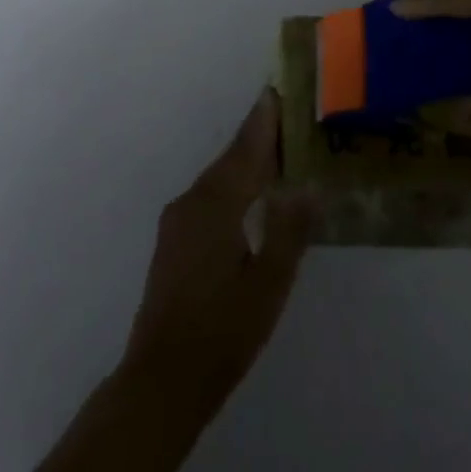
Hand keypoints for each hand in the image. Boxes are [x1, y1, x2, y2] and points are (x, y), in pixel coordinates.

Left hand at [116, 90, 312, 423]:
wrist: (161, 380)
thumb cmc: (221, 333)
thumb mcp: (268, 286)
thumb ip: (289, 232)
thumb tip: (309, 187)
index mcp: (216, 204)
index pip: (245, 151)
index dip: (263, 121)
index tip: (276, 91)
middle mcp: (192, 201)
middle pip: (230, 159)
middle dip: (257, 138)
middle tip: (286, 118)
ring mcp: (178, 221)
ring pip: (218, 179)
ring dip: (245, 163)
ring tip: (276, 154)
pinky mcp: (173, 241)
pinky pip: (209, 197)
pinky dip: (232, 186)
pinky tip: (248, 199)